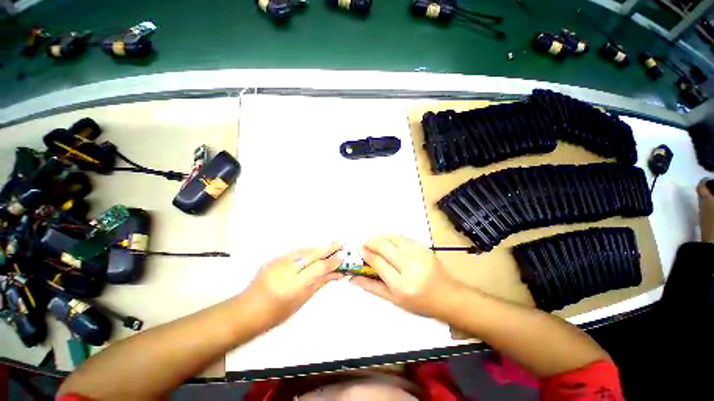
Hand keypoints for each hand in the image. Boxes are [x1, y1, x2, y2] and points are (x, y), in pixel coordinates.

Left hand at [243, 242, 343, 327]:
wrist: (247, 310)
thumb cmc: (276, 313)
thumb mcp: (301, 300)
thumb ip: (320, 283)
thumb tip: (337, 273)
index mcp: (293, 286)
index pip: (318, 268)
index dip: (332, 262)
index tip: (343, 255)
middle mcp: (285, 270)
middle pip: (311, 254)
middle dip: (328, 247)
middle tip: (341, 241)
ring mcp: (277, 262)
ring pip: (303, 250)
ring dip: (318, 247)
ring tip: (331, 245)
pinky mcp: (273, 258)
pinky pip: (294, 252)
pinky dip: (307, 250)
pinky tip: (314, 250)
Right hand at [350, 234, 461, 319]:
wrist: (448, 297)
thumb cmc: (419, 303)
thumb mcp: (394, 300)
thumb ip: (372, 287)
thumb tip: (352, 279)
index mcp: (401, 285)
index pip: (378, 262)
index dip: (367, 253)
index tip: (360, 249)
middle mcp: (410, 268)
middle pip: (385, 247)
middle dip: (372, 241)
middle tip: (365, 242)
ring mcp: (419, 256)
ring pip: (395, 239)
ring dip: (381, 236)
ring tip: (375, 239)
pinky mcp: (426, 249)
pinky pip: (405, 238)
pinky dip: (394, 236)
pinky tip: (388, 239)